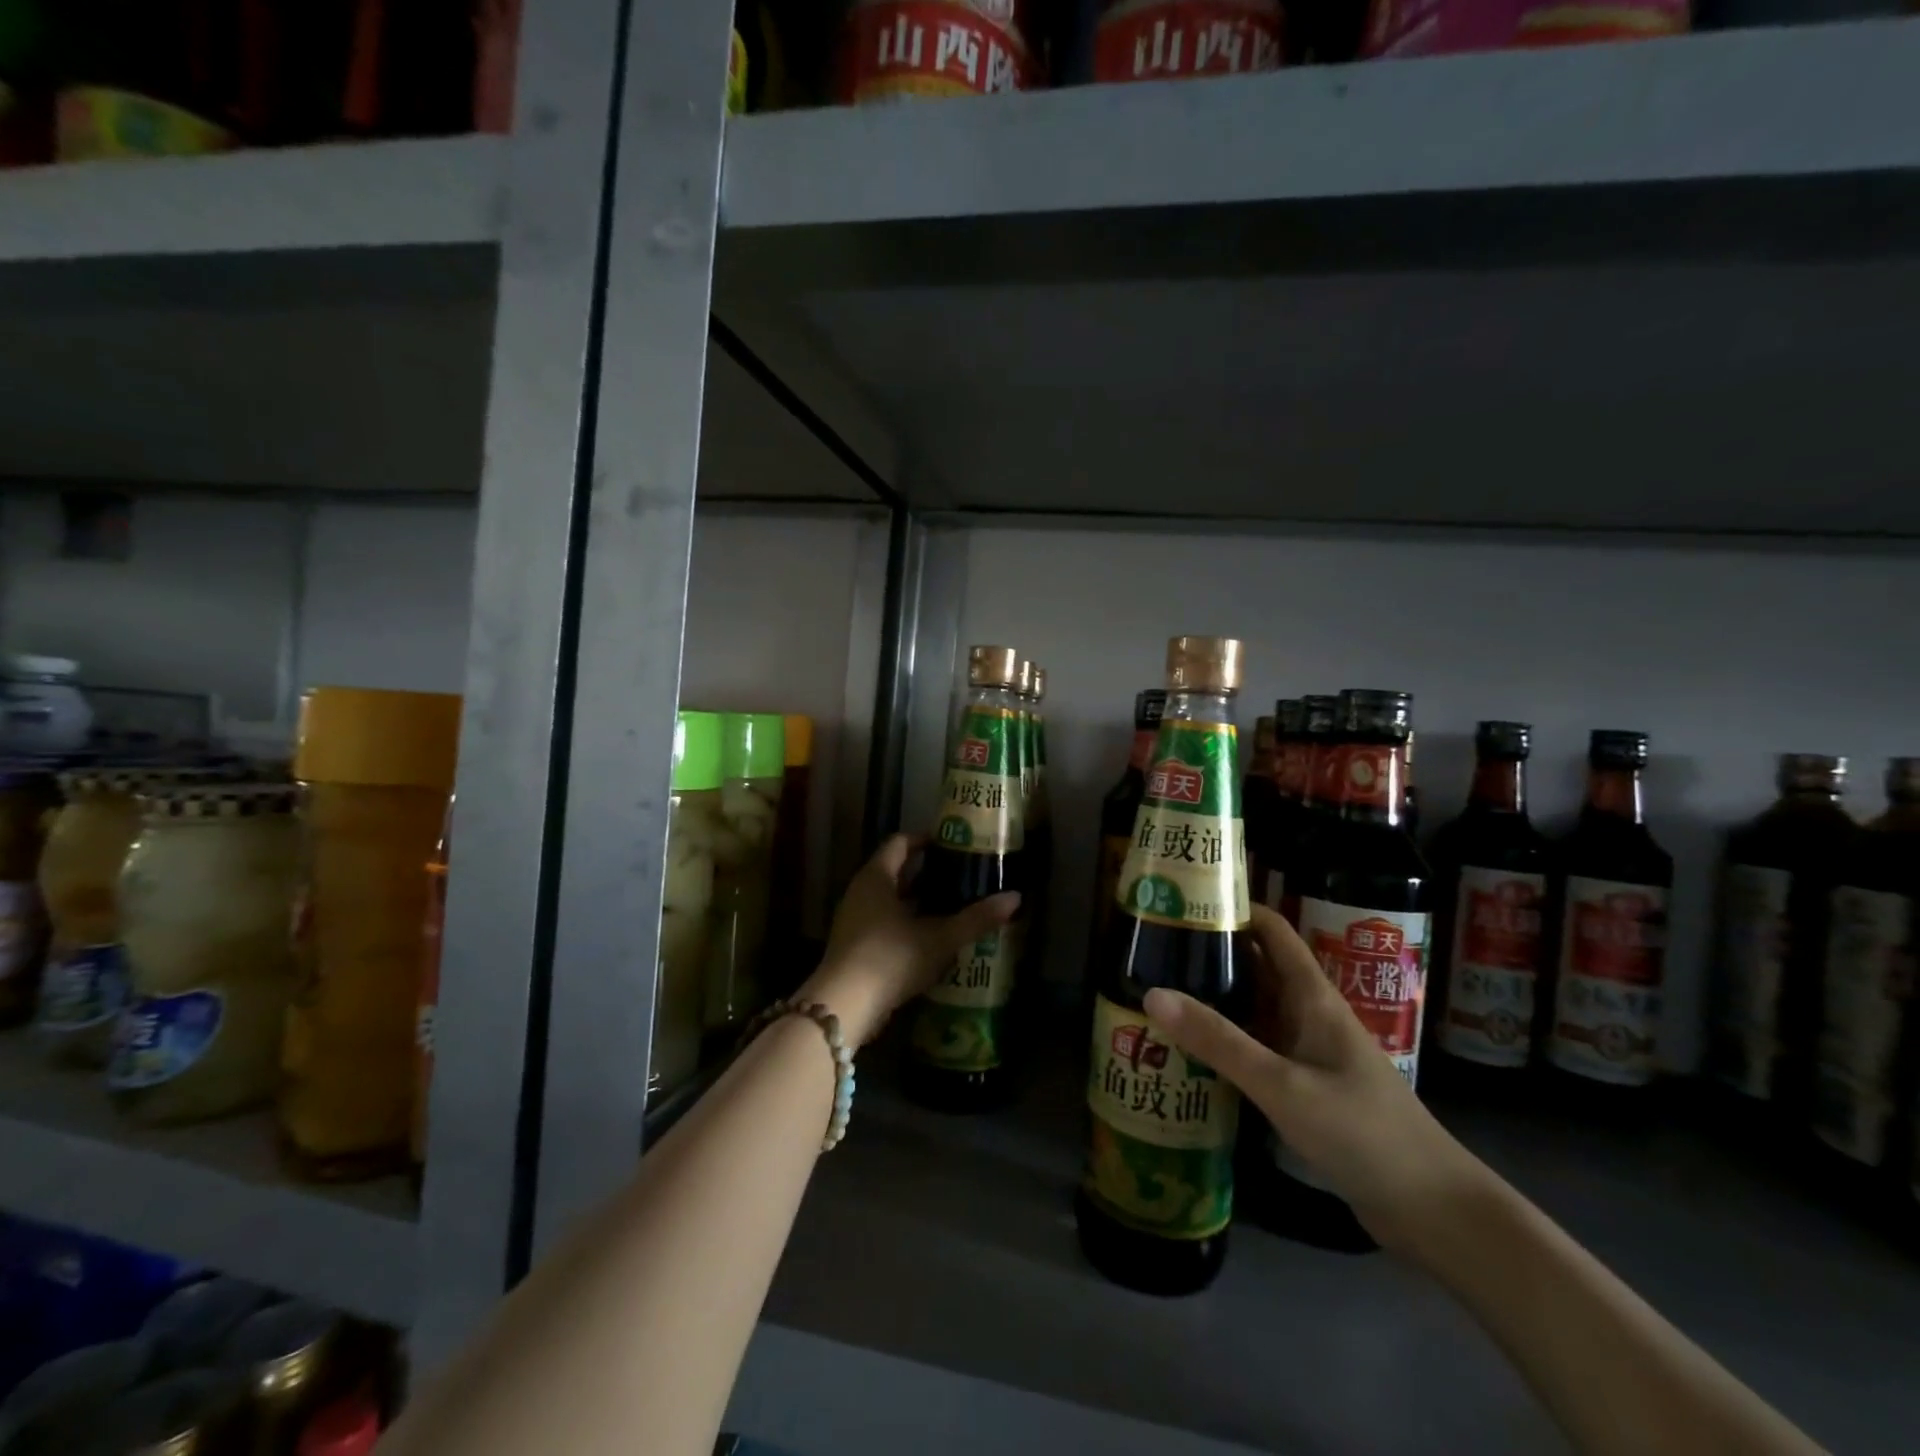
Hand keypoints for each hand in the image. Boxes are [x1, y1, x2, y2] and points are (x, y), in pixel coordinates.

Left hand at [799, 834, 1019, 1048]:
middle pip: (895, 871)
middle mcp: (861, 891)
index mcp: (877, 877)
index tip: (953, 846)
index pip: (900, 843)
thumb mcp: (940, 938)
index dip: (925, 840)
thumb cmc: (891, 958)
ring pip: (889, 899)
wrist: (844, 1006)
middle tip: (960, 876)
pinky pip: (883, 923)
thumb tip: (1016, 898)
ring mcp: (853, 920)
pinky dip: (906, 923)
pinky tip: (931, 939)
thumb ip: (976, 918)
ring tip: (951, 906)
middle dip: (927, 873)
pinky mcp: (853, 946)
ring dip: (917, 901)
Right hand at [1142, 906, 1486, 1252]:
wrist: (1432, 1210)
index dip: (1233, 907)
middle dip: (1211, 952)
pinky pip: (1258, 1046)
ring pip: (1254, 1007)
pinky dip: (1225, 1039)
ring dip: (1214, 997)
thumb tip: (1153, 993)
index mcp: (1312, 996)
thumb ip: (1219, 1041)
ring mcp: (1308, 1051)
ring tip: (1158, 990)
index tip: (1183, 901)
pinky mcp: (1306, 1085)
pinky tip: (1190, 1048)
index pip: (1272, 929)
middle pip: (1257, 965)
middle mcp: (1309, 1013)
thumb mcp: (1283, 1085)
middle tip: (1152, 949)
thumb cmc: (1363, 1133)